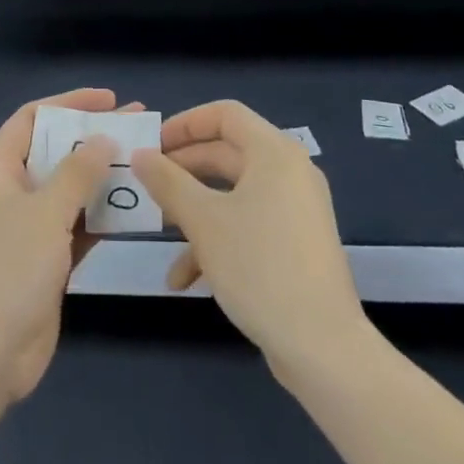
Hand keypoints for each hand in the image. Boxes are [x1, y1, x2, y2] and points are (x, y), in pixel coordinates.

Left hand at [0, 88, 140, 403]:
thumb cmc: (7, 269)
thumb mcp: (45, 212)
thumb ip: (77, 172)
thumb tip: (103, 138)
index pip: (33, 118)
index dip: (70, 104)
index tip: (109, 100)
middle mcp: (7, 190)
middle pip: (54, 152)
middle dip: (93, 139)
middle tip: (137, 128)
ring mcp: (24, 227)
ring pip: (68, 190)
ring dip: (101, 178)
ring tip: (144, 163)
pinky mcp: (42, 259)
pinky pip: (75, 225)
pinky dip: (99, 216)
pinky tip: (134, 207)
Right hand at [132, 100, 365, 381]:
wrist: (323, 348)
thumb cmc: (260, 267)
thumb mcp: (204, 220)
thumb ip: (168, 182)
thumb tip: (140, 155)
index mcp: (274, 153)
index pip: (225, 114)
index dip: (185, 123)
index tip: (153, 143)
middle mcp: (289, 172)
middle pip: (227, 153)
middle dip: (183, 169)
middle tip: (147, 182)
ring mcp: (295, 210)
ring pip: (233, 193)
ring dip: (194, 209)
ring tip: (160, 229)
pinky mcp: (295, 244)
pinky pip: (248, 224)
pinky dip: (217, 239)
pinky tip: (185, 277)